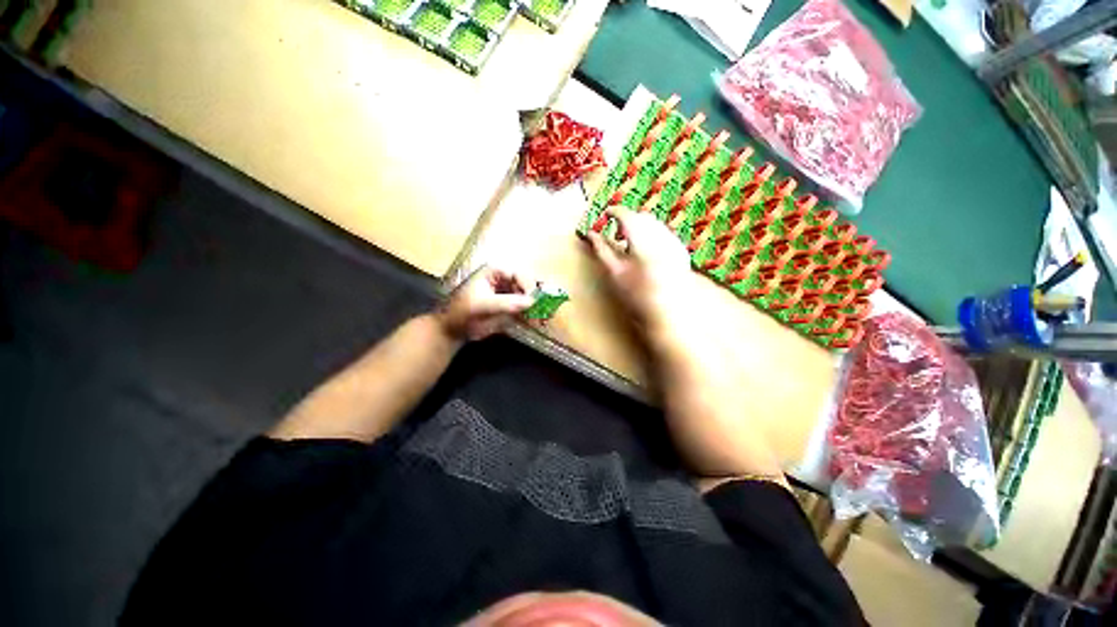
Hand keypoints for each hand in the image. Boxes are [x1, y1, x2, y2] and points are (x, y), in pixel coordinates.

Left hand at [437, 266, 535, 341]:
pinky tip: (539, 321)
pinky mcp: (512, 307)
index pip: (517, 274)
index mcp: (494, 272)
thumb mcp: (482, 306)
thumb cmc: (463, 313)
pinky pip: (526, 308)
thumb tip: (530, 302)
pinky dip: (533, 314)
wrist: (454, 330)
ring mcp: (509, 293)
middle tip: (544, 308)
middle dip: (536, 296)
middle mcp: (504, 280)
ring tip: (544, 317)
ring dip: (537, 306)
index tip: (534, 299)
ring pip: (529, 296)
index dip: (528, 285)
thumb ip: (505, 303)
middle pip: (526, 283)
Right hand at [585, 206, 699, 333]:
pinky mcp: (680, 249)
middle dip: (628, 219)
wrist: (667, 311)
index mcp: (642, 239)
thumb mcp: (615, 272)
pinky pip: (663, 233)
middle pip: (642, 217)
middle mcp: (660, 235)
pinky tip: (647, 250)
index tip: (605, 213)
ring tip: (630, 241)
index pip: (626, 215)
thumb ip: (602, 250)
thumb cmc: (637, 294)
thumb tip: (590, 234)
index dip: (614, 211)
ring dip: (640, 226)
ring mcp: (673, 242)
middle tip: (615, 229)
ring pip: (654, 223)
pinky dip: (652, 234)